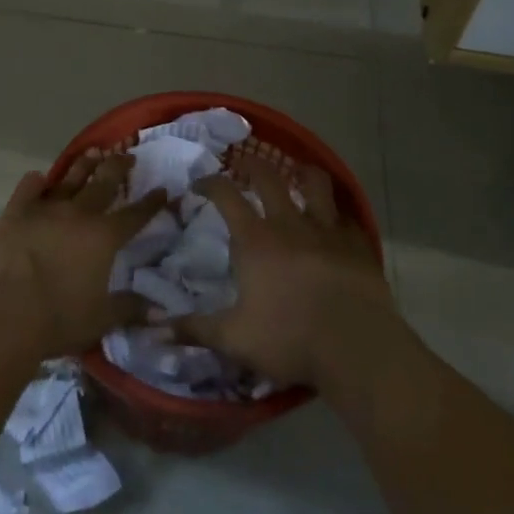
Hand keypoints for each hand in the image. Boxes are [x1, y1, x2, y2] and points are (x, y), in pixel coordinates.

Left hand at [0, 152, 167, 359]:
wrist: (5, 313)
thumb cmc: (58, 319)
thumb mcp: (101, 319)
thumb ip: (130, 309)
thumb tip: (160, 311)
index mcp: (104, 237)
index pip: (135, 215)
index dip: (151, 203)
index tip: (162, 189)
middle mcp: (79, 214)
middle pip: (104, 183)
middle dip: (119, 167)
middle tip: (127, 155)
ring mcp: (45, 208)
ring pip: (70, 178)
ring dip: (84, 164)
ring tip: (94, 151)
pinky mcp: (15, 212)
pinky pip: (29, 187)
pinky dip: (36, 181)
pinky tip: (40, 178)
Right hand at [177, 161, 397, 387]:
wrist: (357, 348)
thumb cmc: (290, 339)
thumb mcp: (234, 339)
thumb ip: (195, 329)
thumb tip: (154, 329)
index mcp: (255, 239)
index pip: (225, 195)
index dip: (209, 183)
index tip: (199, 184)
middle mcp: (289, 223)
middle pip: (268, 177)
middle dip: (252, 165)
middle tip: (243, 166)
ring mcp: (327, 230)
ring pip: (315, 183)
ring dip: (303, 173)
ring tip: (297, 173)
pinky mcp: (358, 244)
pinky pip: (346, 217)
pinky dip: (336, 214)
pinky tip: (335, 223)